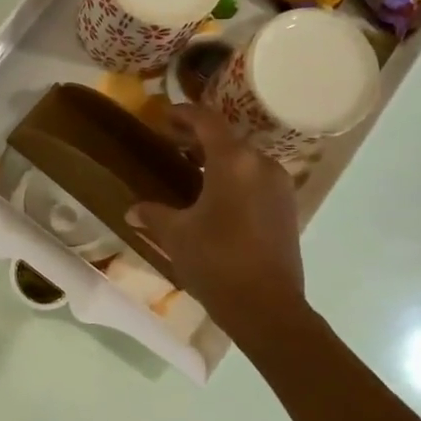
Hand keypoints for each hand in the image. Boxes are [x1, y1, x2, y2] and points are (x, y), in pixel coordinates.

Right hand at [126, 105, 303, 325]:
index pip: (207, 121)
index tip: (163, 116)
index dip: (183, 114)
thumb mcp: (176, 235)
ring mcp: (279, 185)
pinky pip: (256, 179)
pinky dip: (234, 177)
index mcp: (233, 161)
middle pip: (227, 138)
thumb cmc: (216, 262)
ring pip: (244, 159)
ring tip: (190, 171)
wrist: (267, 307)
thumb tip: (132, 210)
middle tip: (170, 144)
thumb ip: (153, 214)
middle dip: (197, 138)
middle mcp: (261, 164)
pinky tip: (215, 197)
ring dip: (217, 159)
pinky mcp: (287, 207)